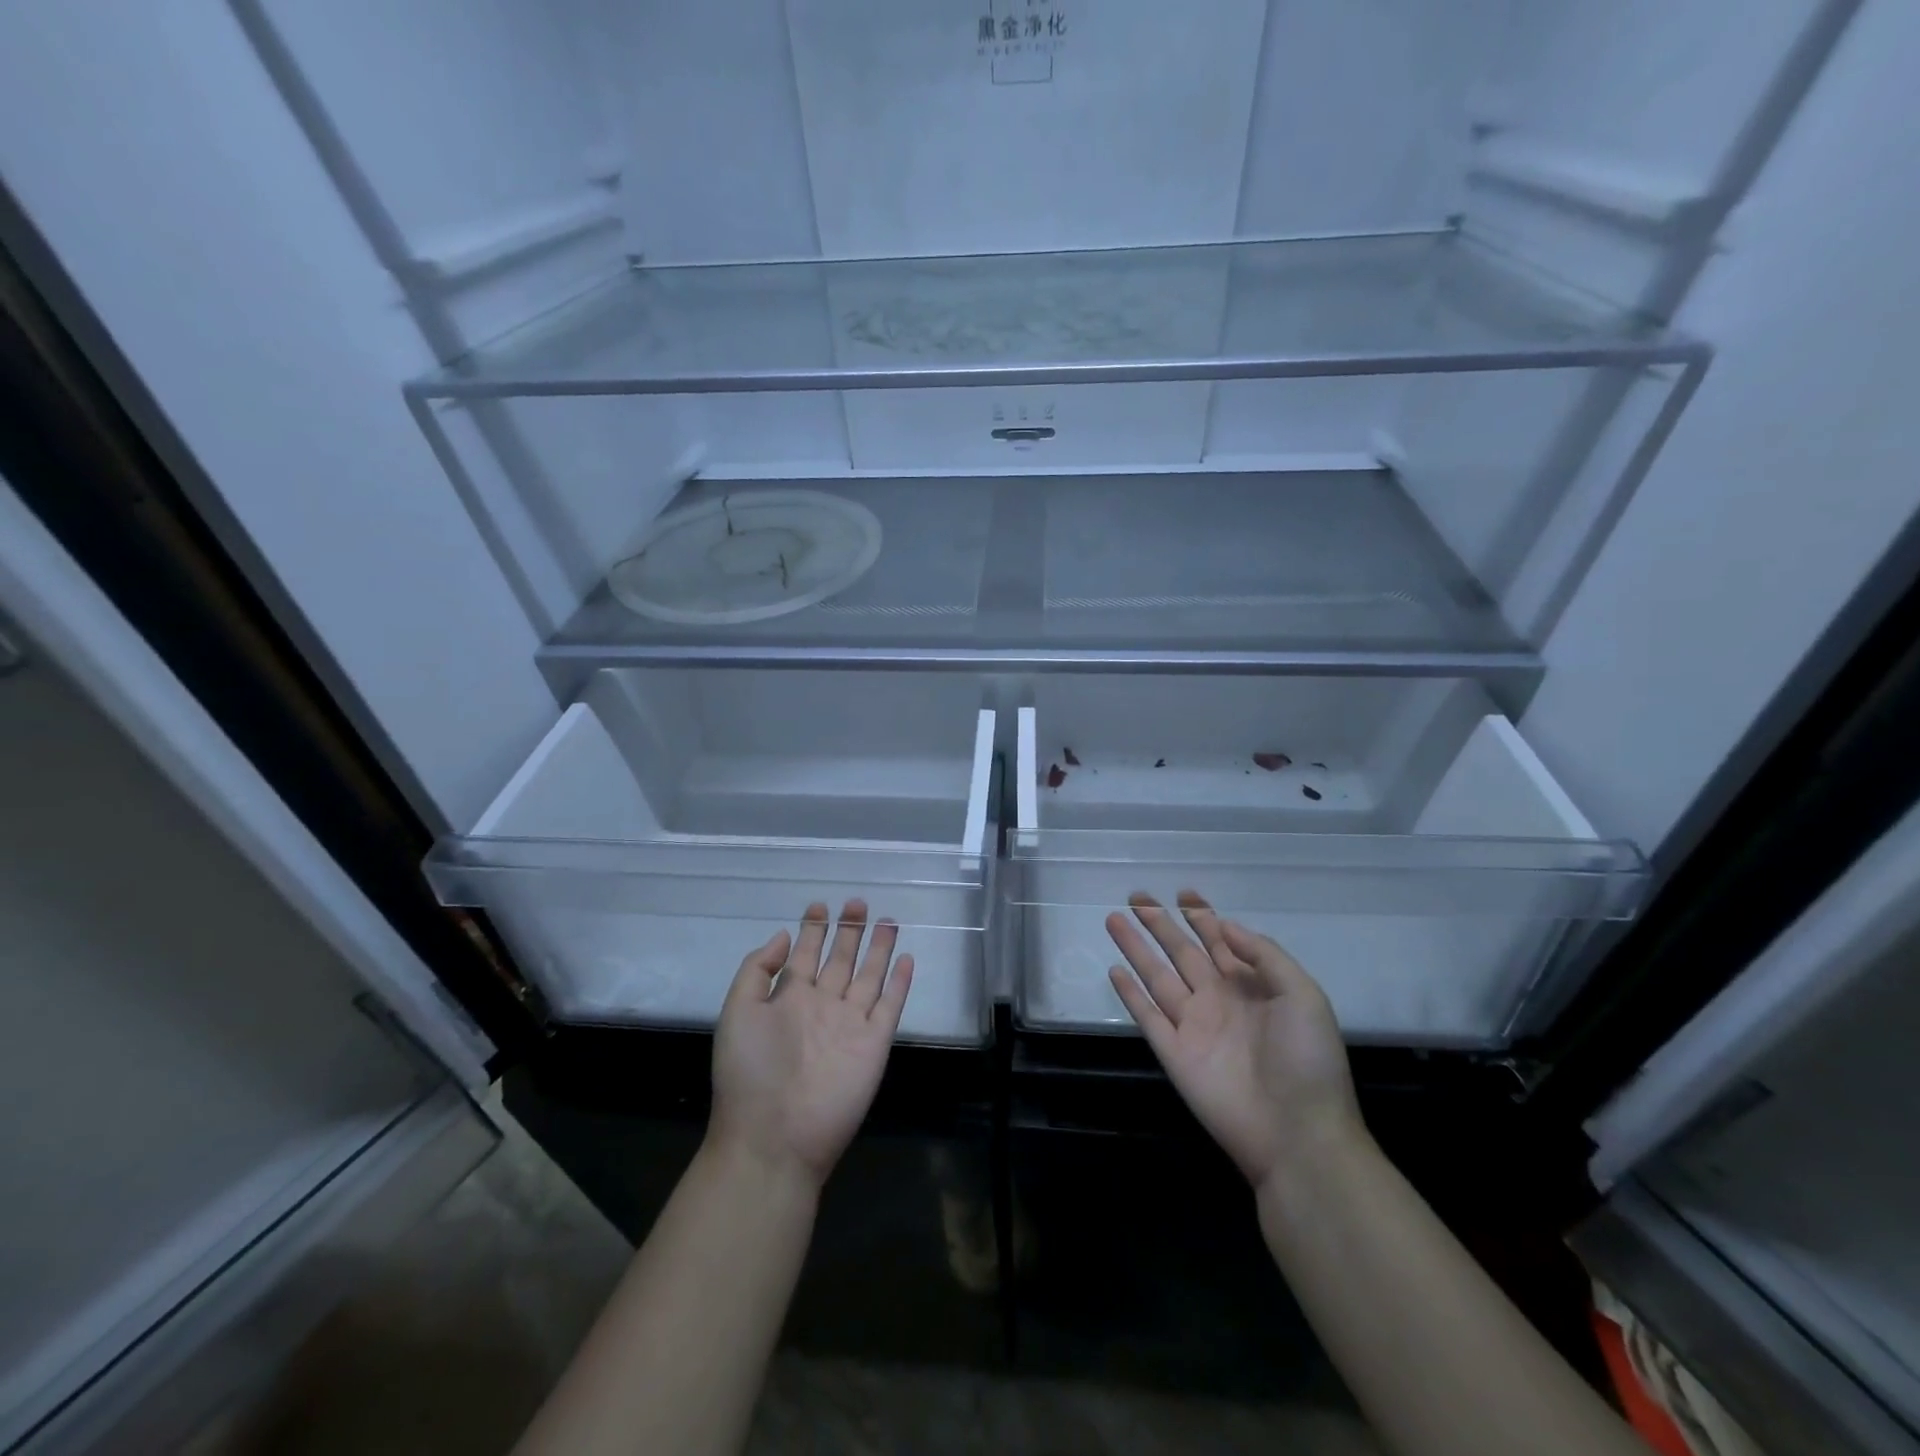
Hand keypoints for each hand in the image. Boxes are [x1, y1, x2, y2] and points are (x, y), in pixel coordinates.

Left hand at [708, 900, 912, 1194]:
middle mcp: (822, 1006)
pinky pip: (890, 1005)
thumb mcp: (738, 1012)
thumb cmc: (749, 1073)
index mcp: (788, 999)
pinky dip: (899, 982)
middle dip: (848, 930)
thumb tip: (783, 935)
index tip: (820, 904)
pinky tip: (906, 958)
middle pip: (840, 959)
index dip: (813, 929)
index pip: (805, 955)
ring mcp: (850, 1024)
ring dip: (878, 948)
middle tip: (857, 902)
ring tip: (887, 920)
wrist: (775, 1137)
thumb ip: (758, 971)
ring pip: (868, 976)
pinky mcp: (874, 1043)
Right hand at [1107, 892, 1363, 1192]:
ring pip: (1156, 976)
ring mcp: (1192, 1026)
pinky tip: (1114, 970)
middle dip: (1160, 923)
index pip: (1220, 942)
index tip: (1184, 893)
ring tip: (1114, 919)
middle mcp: (1217, 1000)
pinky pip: (1146, 1016)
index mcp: (1251, 986)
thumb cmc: (1307, 1061)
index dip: (1202, 916)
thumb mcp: (1303, 996)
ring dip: (1136, 948)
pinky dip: (1130, 994)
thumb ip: (1265, 956)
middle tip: (1137, 896)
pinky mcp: (1173, 1052)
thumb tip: (1225, 925)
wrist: (1297, 1135)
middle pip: (1181, 952)